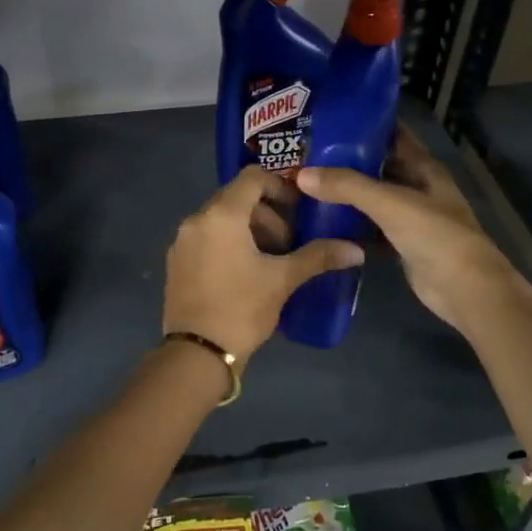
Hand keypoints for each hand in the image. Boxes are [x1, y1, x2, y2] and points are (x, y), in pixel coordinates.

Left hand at [163, 166, 362, 361]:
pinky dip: (227, 243)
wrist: (196, 353)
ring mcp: (182, 241)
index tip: (298, 210)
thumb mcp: (282, 280)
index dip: (280, 186)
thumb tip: (355, 250)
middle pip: (236, 198)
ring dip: (248, 230)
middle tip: (288, 244)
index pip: (252, 177)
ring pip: (220, 219)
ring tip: (268, 261)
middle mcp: (196, 219)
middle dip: (267, 215)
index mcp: (222, 215)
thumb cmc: (241, 309)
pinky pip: (206, 237)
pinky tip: (244, 273)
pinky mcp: (176, 261)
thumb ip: (318, 257)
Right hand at [297, 126, 516, 331]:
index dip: (366, 125)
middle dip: (348, 161)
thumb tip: (302, 175)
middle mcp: (419, 188)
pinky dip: (352, 226)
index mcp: (424, 168)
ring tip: (308, 185)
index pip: (394, 135)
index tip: (330, 120)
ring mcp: (411, 217)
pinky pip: (371, 228)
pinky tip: (323, 223)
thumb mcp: (390, 203)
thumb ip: (347, 186)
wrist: (464, 289)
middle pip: (380, 167)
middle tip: (308, 155)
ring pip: (374, 199)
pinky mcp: (402, 244)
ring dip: (348, 194)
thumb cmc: (434, 235)